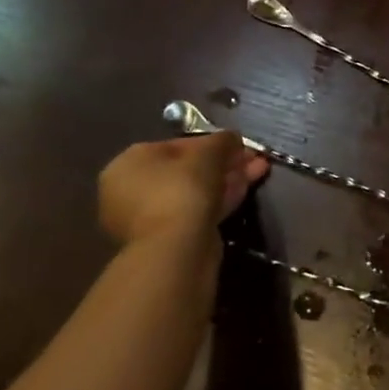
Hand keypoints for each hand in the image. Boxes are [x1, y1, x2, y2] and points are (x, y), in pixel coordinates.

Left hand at [98, 134, 268, 246]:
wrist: (176, 251)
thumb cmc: (182, 190)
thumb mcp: (207, 154)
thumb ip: (222, 141)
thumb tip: (232, 139)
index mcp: (128, 164)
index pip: (175, 146)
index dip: (211, 142)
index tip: (237, 144)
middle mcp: (131, 191)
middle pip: (186, 170)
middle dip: (222, 162)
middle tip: (252, 158)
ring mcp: (148, 220)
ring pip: (194, 192)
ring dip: (226, 179)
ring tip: (259, 170)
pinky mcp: (168, 241)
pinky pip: (196, 212)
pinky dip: (220, 200)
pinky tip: (246, 189)